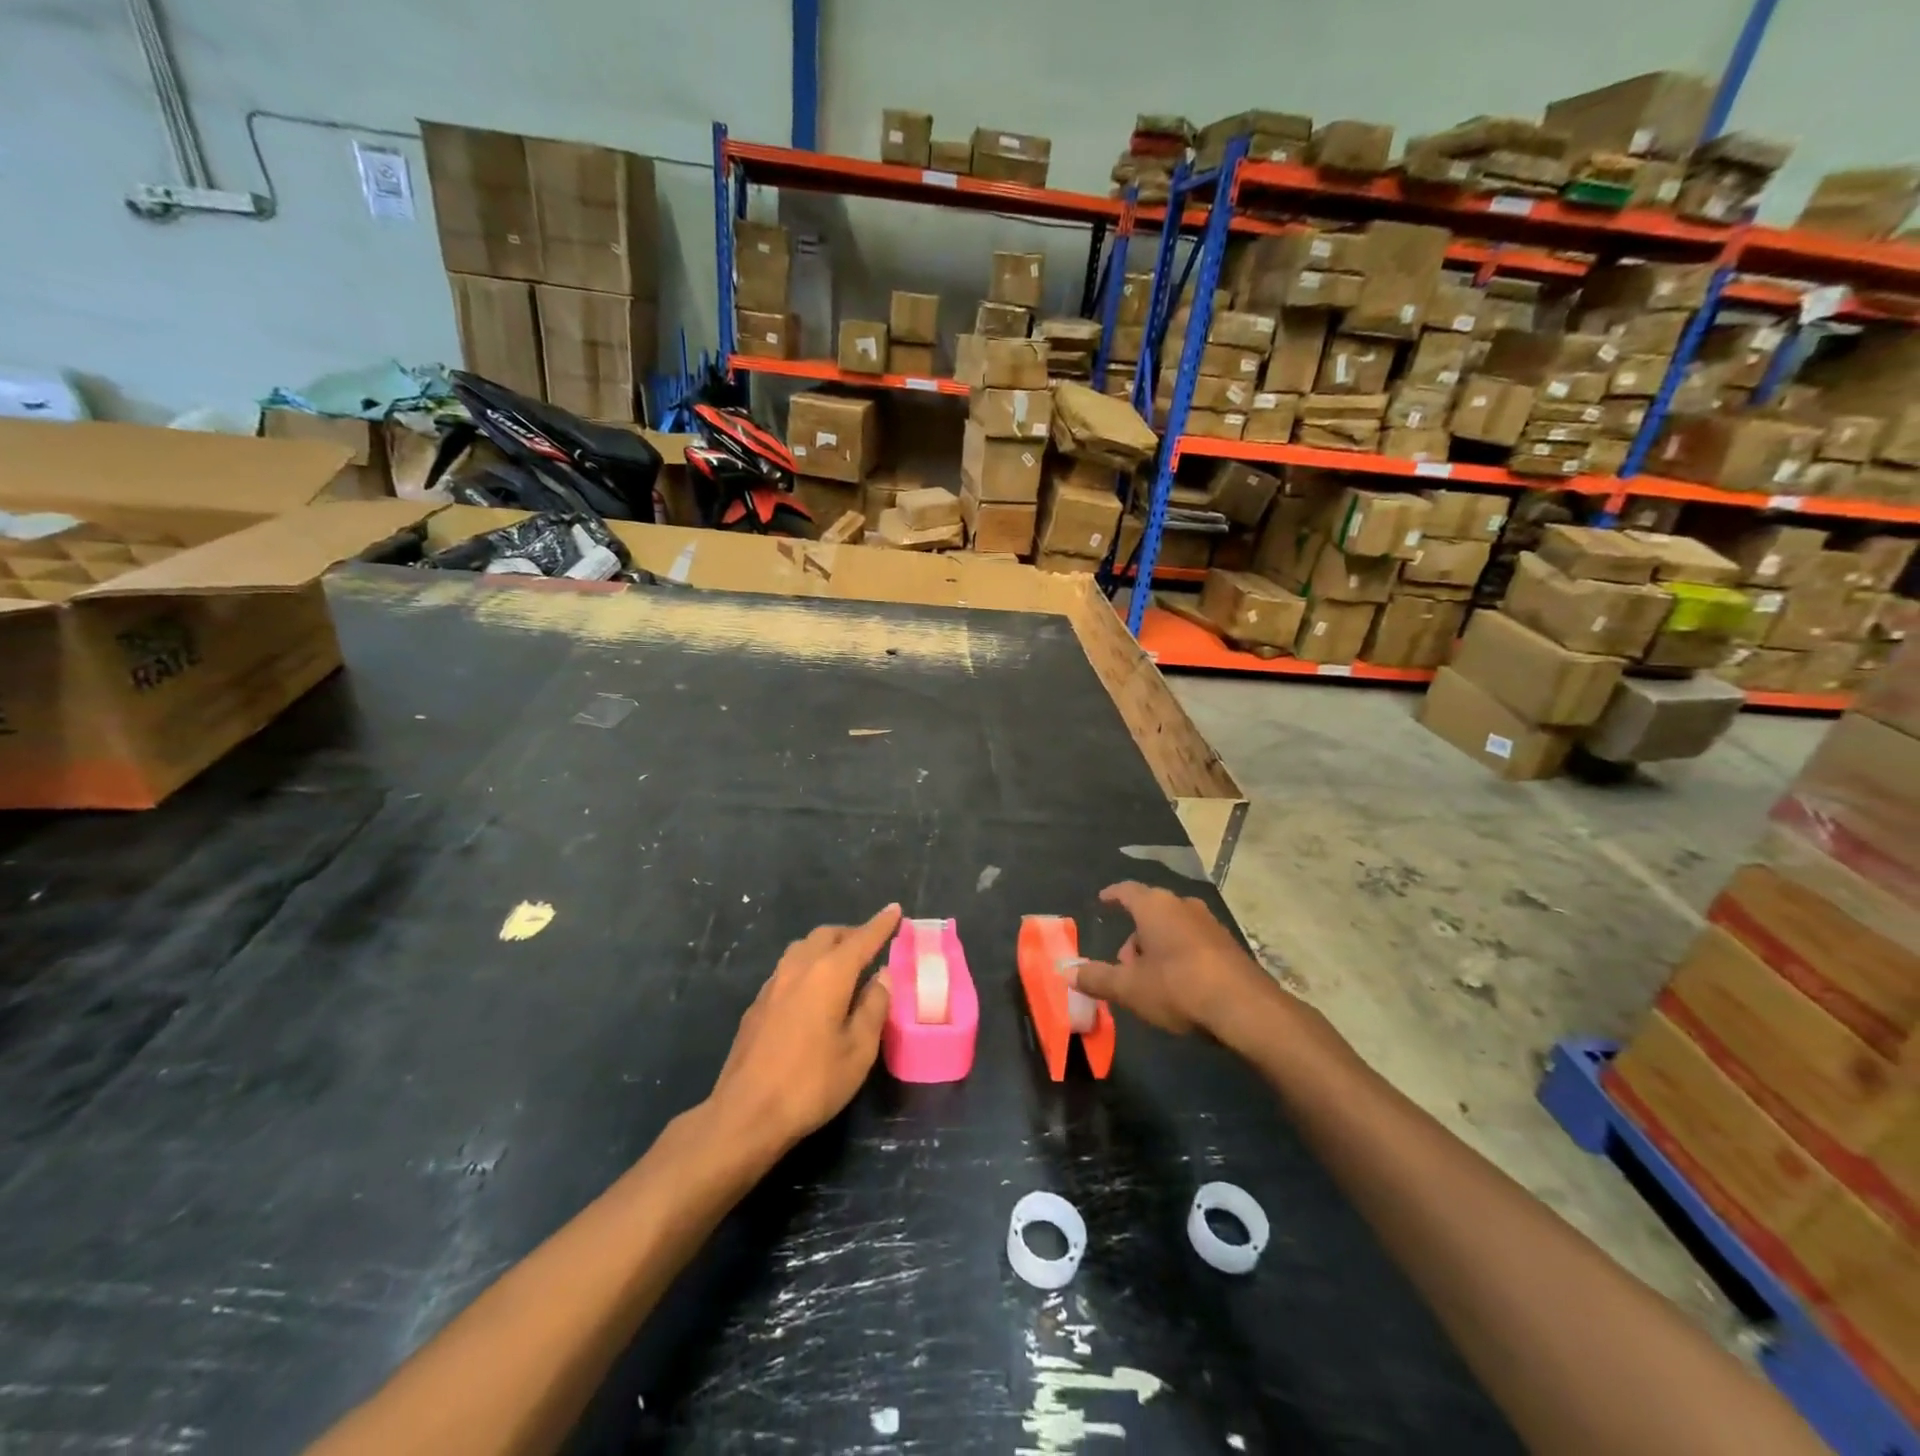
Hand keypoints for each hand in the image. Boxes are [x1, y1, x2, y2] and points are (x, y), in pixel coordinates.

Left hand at [706, 904, 900, 1158]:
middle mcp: (799, 968)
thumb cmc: (811, 1083)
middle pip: (828, 935)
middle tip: (871, 945)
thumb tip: (882, 977)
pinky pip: (788, 968)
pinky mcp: (757, 1004)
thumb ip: (874, 1008)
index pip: (861, 939)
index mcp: (829, 974)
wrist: (746, 1113)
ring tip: (843, 965)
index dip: (881, 924)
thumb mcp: (858, 1051)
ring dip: (826, 947)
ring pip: (803, 948)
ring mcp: (773, 984)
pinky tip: (813, 992)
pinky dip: (808, 965)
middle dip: (851, 934)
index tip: (895, 909)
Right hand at [1070, 882, 1279, 1037]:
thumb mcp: (1129, 987)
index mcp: (1155, 906)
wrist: (1245, 1008)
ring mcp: (1209, 923)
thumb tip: (1066, 971)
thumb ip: (1097, 978)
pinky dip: (1180, 955)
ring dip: (1158, 947)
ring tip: (1151, 980)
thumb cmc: (1178, 988)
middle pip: (1150, 912)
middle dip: (1134, 935)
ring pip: (1173, 927)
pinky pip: (1193, 942)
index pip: (1127, 891)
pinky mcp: (1228, 944)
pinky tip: (1180, 984)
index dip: (1112, 895)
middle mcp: (1183, 905)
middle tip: (1124, 965)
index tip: (1103, 900)